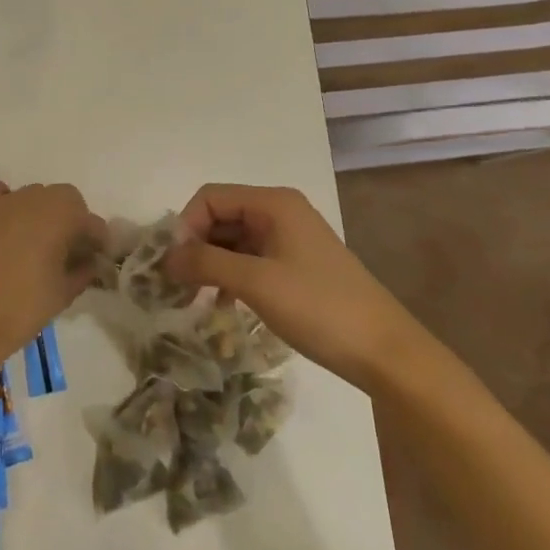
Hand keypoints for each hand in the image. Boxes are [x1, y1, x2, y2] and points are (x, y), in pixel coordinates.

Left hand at [0, 181, 104, 385]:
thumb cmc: (22, 308)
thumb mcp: (64, 293)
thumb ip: (84, 270)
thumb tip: (91, 261)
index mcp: (61, 215)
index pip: (91, 221)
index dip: (97, 241)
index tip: (97, 258)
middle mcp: (34, 198)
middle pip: (64, 199)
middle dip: (72, 220)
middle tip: (68, 250)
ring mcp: (3, 202)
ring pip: (33, 196)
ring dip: (42, 213)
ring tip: (38, 243)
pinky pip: (1, 196)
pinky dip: (10, 205)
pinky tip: (9, 229)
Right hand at [163, 184, 421, 387]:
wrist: (384, 351)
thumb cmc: (319, 307)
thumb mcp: (256, 283)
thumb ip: (206, 264)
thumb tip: (165, 257)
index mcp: (273, 203)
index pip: (211, 197)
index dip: (186, 226)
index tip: (173, 265)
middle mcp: (279, 212)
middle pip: (221, 216)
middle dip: (195, 246)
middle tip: (176, 285)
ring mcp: (289, 239)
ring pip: (233, 241)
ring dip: (210, 264)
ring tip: (193, 298)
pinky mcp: (294, 265)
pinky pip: (249, 260)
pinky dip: (230, 277)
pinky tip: (222, 305)